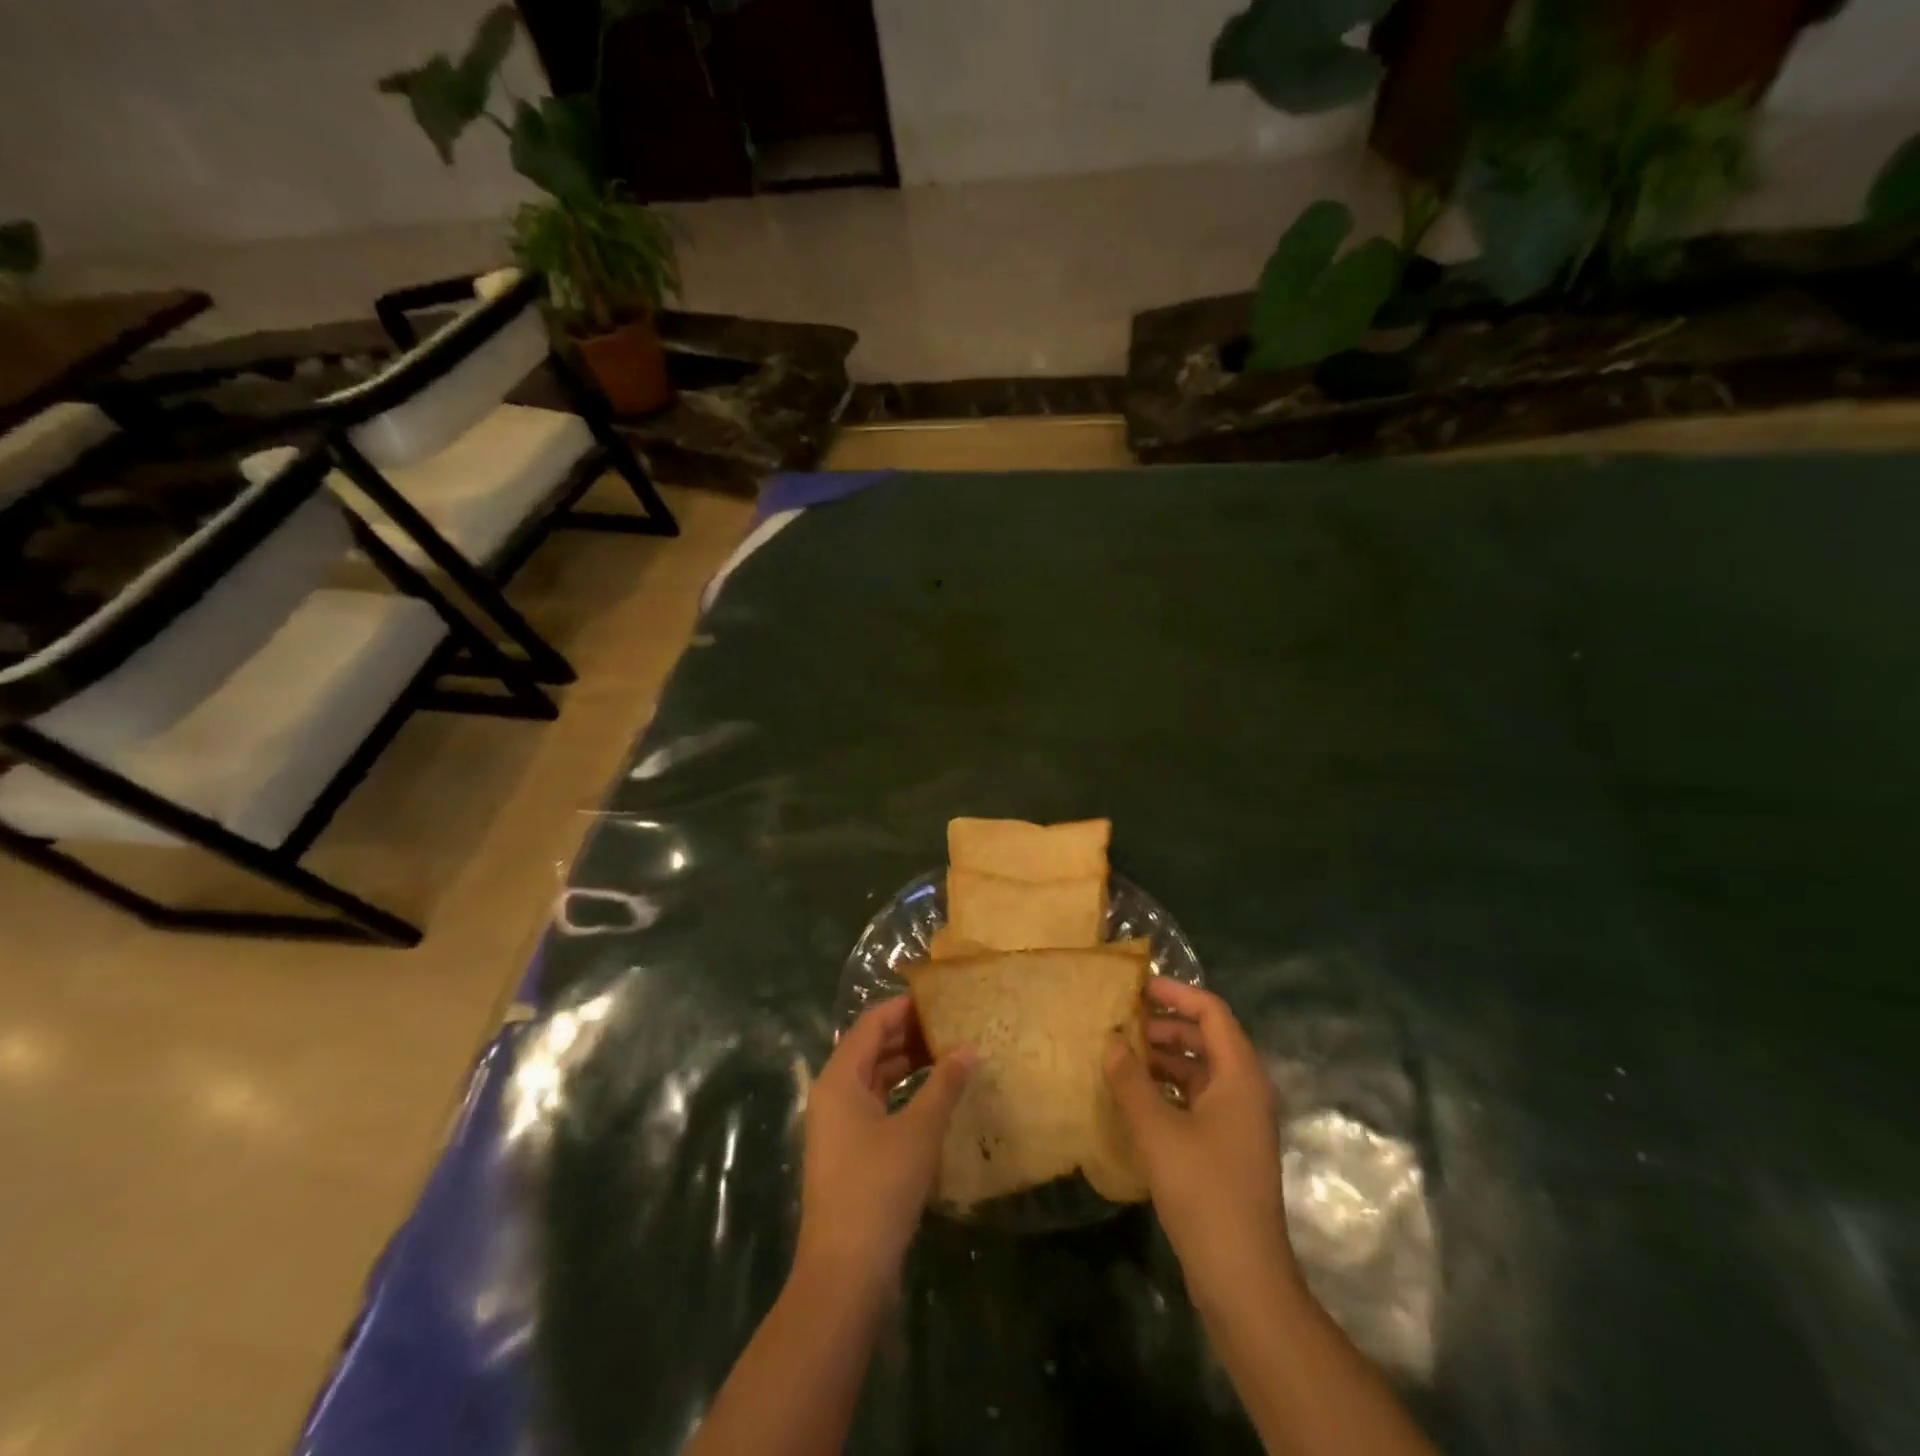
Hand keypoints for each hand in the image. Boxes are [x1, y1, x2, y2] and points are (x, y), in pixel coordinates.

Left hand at [796, 996, 975, 1300]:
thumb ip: (945, 1085)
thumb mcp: (919, 1131)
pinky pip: (877, 1106)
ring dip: (908, 1065)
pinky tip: (934, 1098)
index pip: (871, 1023)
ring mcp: (838, 1126)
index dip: (905, 1007)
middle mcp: (833, 1095)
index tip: (941, 998)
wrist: (845, 1273)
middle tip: (952, 1025)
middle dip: (910, 1035)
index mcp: (839, 1079)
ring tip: (950, 1054)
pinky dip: (903, 1095)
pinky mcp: (849, 1153)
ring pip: (875, 1079)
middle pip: (871, 1048)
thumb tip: (970, 1049)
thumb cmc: (879, 1188)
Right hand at [1105, 979, 1295, 1310]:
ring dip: (1164, 1058)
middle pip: (1207, 1038)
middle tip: (1121, 1022)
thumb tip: (1111, 1043)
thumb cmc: (1203, 1190)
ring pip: (1200, 1070)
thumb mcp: (1157, 1130)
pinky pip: (1197, 1099)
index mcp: (1240, 1076)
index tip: (1136, 988)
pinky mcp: (1228, 1148)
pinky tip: (1135, 1096)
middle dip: (1165, 1025)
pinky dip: (1168, 1088)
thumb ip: (1130, 1080)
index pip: (1212, 1012)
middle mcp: (1245, 1090)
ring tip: (1121, 1055)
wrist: (1242, 1277)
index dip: (1176, 994)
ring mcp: (1239, 1122)